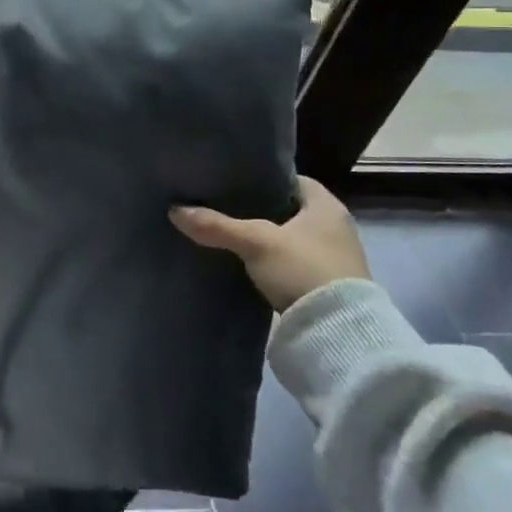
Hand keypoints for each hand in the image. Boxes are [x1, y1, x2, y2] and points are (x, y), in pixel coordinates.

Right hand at [170, 177, 368, 310]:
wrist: (338, 332)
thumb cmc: (303, 269)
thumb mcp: (255, 243)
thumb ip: (217, 225)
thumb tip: (174, 210)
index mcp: (327, 206)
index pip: (292, 180)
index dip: (264, 179)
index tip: (235, 183)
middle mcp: (336, 227)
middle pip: (290, 209)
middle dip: (260, 209)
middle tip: (225, 206)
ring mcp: (333, 258)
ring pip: (290, 237)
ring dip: (267, 238)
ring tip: (230, 234)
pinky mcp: (326, 285)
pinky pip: (292, 262)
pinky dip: (272, 261)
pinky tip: (247, 263)